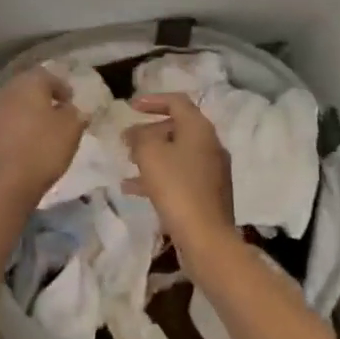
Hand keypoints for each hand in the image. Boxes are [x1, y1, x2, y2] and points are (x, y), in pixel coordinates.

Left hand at [0, 68, 86, 210]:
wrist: (5, 185)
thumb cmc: (43, 150)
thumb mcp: (71, 130)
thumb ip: (75, 114)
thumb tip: (73, 109)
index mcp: (29, 84)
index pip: (47, 76)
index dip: (62, 87)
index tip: (71, 102)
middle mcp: (7, 91)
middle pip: (28, 88)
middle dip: (43, 97)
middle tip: (58, 112)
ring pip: (15, 105)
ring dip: (29, 113)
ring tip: (43, 129)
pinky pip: (6, 123)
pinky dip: (17, 128)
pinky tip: (26, 143)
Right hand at [124, 94, 235, 251]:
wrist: (206, 238)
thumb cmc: (176, 187)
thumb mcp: (149, 154)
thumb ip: (139, 136)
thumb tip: (136, 133)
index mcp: (199, 128)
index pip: (177, 101)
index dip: (152, 100)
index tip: (130, 107)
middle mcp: (210, 144)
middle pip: (178, 127)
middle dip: (150, 130)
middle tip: (127, 139)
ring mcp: (212, 171)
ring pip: (177, 153)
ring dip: (152, 154)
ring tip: (127, 162)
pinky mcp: (208, 194)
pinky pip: (180, 175)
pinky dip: (159, 176)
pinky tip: (133, 189)